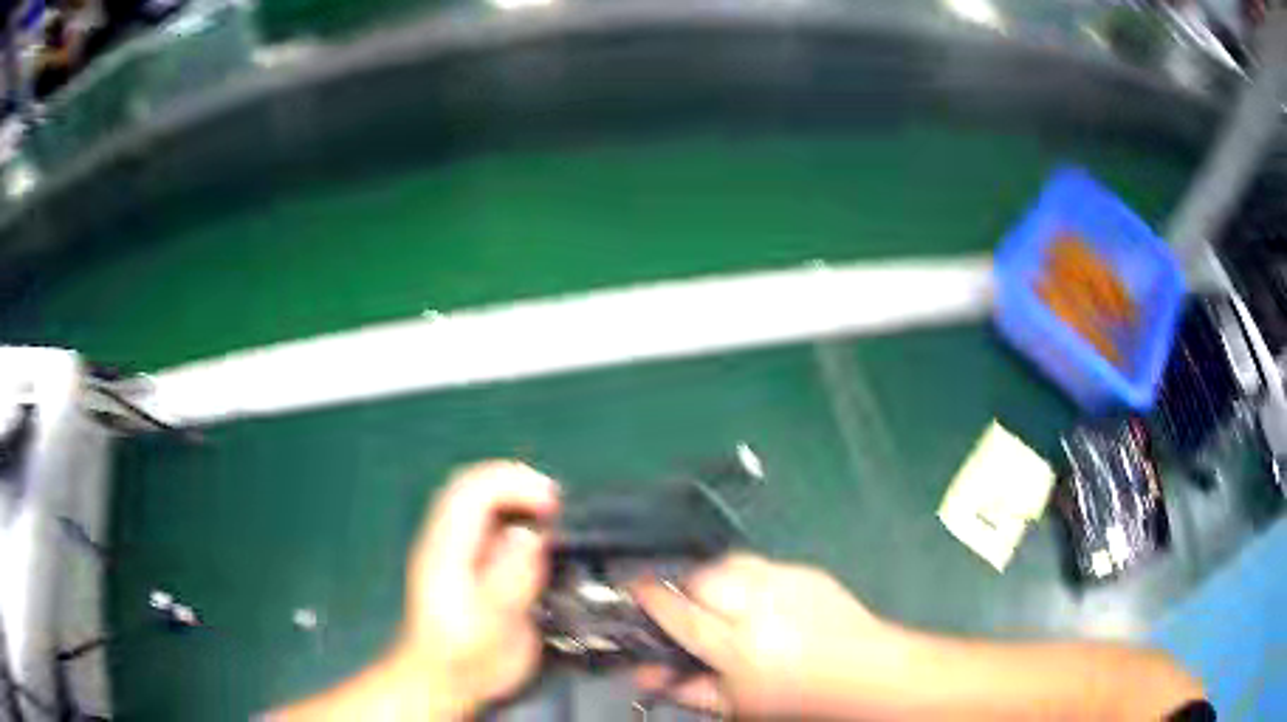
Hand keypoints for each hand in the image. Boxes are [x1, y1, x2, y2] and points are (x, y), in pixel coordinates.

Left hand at [398, 460, 559, 715]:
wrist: (444, 680)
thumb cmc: (464, 658)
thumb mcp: (490, 628)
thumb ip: (509, 580)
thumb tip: (530, 535)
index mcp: (446, 551)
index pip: (472, 493)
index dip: (515, 485)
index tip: (553, 505)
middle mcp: (447, 540)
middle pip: (473, 484)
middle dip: (519, 482)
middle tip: (557, 504)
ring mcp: (455, 547)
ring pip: (481, 499)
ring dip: (518, 496)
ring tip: (554, 514)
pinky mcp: (468, 559)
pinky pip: (491, 522)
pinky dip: (518, 516)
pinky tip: (540, 535)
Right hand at [633, 553, 907, 719]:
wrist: (867, 673)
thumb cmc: (798, 697)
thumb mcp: (737, 705)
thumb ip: (687, 689)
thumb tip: (643, 674)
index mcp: (738, 646)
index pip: (679, 612)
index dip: (649, 597)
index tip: (632, 589)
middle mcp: (760, 606)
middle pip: (701, 578)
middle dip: (684, 587)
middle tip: (686, 607)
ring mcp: (786, 582)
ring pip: (729, 563)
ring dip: (714, 578)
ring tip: (721, 602)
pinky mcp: (807, 570)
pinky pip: (761, 563)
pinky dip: (747, 577)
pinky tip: (758, 601)